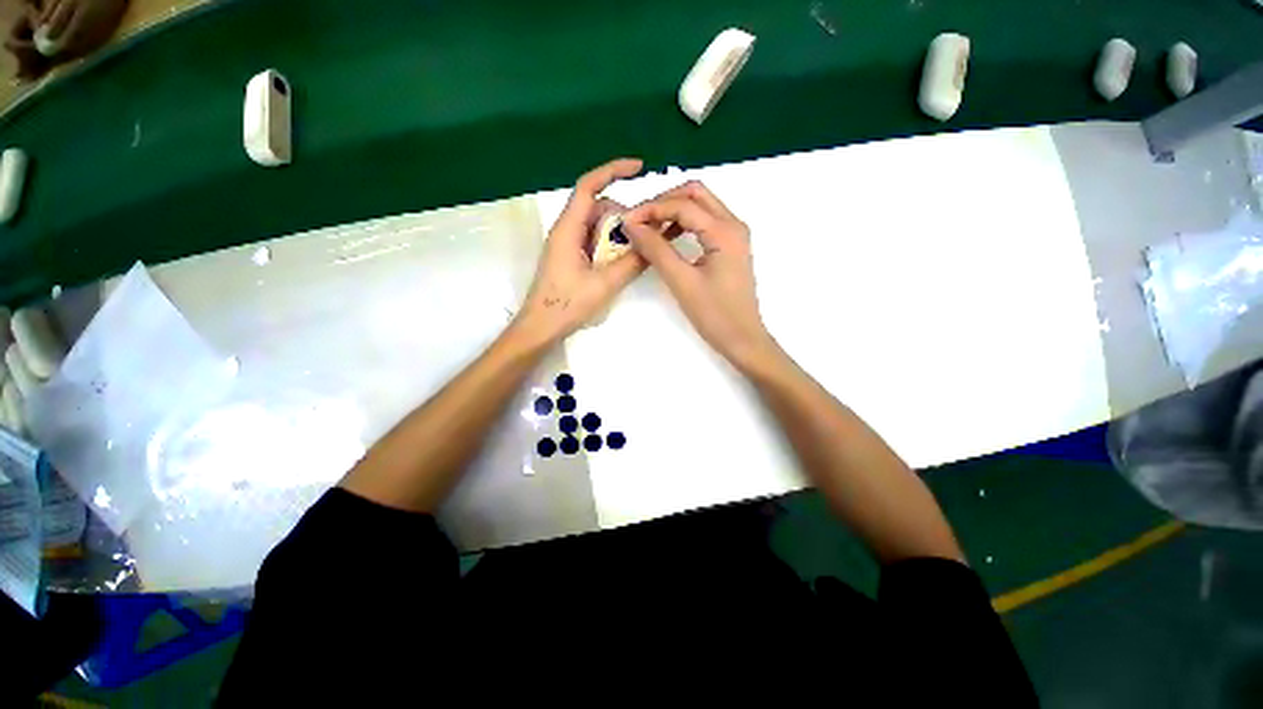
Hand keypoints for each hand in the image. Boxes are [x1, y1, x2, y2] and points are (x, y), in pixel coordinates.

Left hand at [511, 158, 646, 346]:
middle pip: (598, 208)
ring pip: (597, 226)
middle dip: (622, 217)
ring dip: (617, 235)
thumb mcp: (604, 284)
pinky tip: (620, 263)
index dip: (613, 171)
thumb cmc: (566, 305)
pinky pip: (594, 241)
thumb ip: (632, 262)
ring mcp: (568, 244)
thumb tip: (655, 242)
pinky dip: (609, 247)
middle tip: (643, 237)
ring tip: (632, 256)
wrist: (540, 328)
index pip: (589, 186)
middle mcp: (567, 230)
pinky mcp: (570, 258)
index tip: (639, 167)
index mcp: (569, 228)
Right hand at [622, 181, 780, 372]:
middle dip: (663, 202)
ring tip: (648, 229)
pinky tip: (666, 238)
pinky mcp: (729, 247)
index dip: (651, 209)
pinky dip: (683, 224)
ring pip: (700, 206)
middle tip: (638, 221)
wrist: (743, 339)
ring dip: (673, 211)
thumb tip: (631, 225)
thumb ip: (656, 250)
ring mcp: (733, 235)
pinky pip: (704, 222)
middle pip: (695, 194)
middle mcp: (733, 224)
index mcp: (724, 231)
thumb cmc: (714, 314)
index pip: (683, 204)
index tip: (626, 221)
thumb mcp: (681, 281)